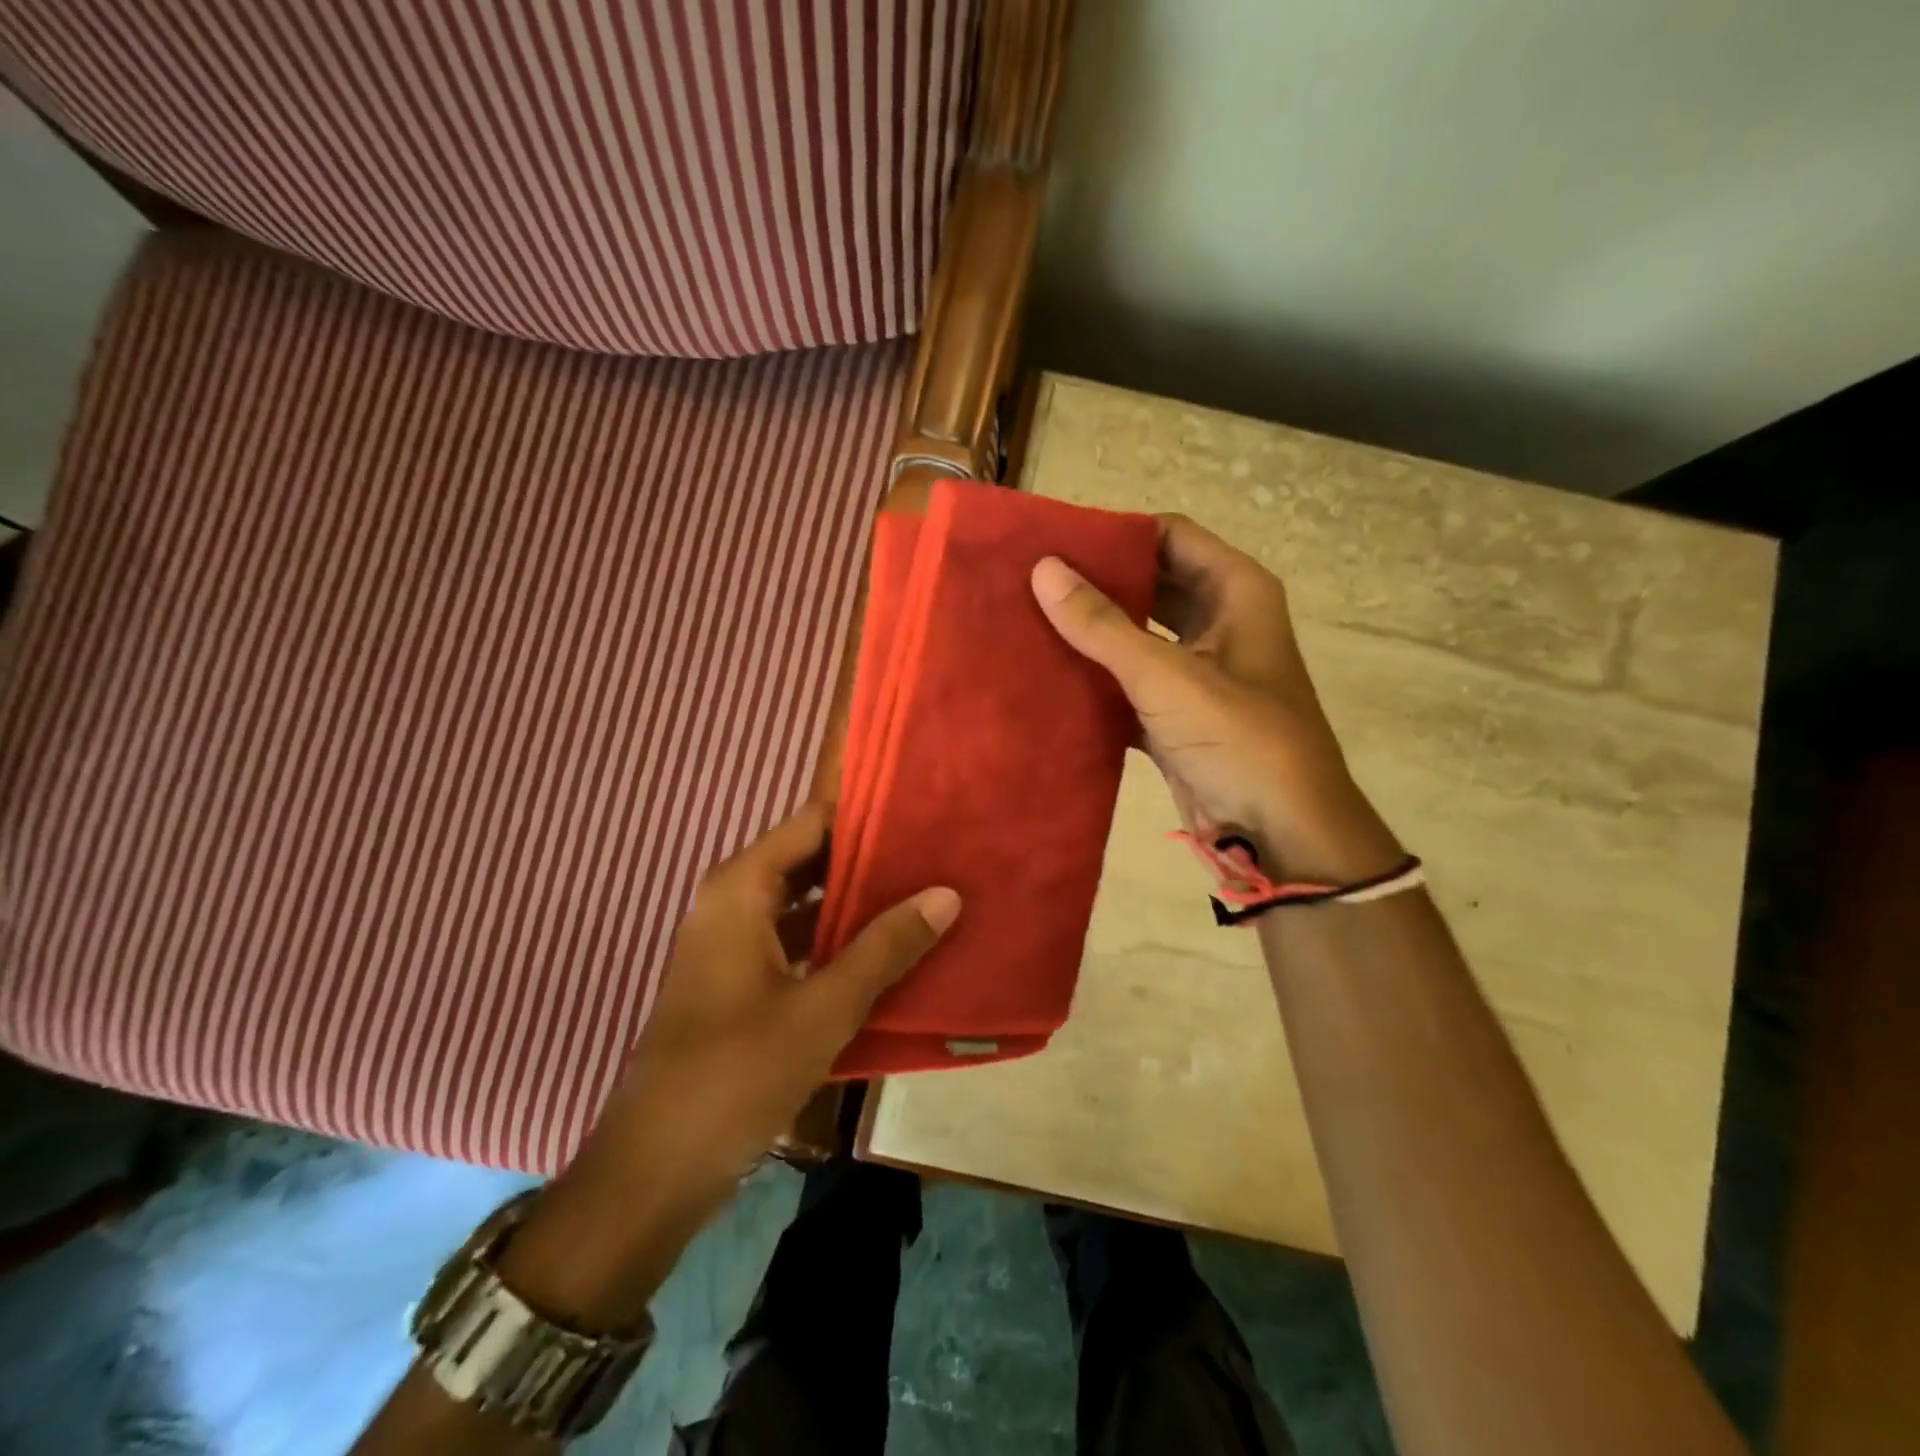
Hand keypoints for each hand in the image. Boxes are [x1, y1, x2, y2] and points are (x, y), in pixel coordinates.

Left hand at [502, 803, 958, 1325]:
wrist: (657, 1168)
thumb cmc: (737, 1073)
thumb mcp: (824, 1008)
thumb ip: (886, 947)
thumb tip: (946, 893)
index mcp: (740, 888)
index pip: (811, 821)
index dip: (864, 811)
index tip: (921, 807)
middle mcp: (732, 901)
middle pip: (809, 858)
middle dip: (868, 856)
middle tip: (934, 849)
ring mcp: (734, 942)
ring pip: (805, 901)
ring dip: (856, 899)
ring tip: (923, 889)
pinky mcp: (740, 980)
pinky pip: (797, 939)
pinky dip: (837, 937)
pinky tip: (888, 947)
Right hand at [1032, 513, 1399, 880]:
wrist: (1281, 832)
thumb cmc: (1239, 739)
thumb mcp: (1168, 676)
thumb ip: (1102, 625)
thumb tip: (1043, 570)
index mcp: (1235, 592)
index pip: (1168, 536)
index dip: (1115, 532)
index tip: (1055, 540)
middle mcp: (1218, 622)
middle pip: (1149, 583)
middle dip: (1096, 583)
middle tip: (1030, 580)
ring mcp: (1197, 671)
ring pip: (1137, 635)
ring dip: (1092, 632)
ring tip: (1028, 620)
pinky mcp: (1176, 714)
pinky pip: (1129, 681)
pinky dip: (1096, 680)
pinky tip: (1048, 676)